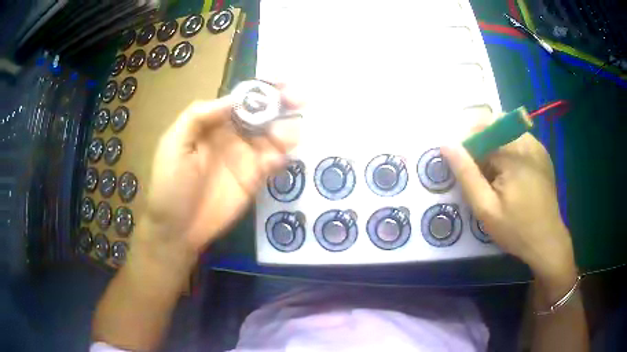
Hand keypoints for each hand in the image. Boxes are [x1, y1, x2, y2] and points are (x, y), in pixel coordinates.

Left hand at [140, 86, 301, 254]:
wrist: (177, 228)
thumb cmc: (170, 183)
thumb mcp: (175, 143)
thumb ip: (200, 116)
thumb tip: (234, 98)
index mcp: (213, 122)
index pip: (242, 99)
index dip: (262, 88)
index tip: (283, 81)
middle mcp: (233, 135)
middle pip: (263, 113)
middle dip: (283, 104)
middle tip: (301, 100)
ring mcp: (246, 157)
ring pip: (274, 136)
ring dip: (287, 129)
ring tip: (290, 134)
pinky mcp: (255, 179)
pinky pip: (274, 161)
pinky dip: (281, 156)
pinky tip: (278, 158)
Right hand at [441, 122, 575, 284]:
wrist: (547, 242)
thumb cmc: (516, 229)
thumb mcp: (485, 208)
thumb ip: (466, 174)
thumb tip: (446, 145)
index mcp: (514, 153)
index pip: (481, 130)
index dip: (466, 144)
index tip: (461, 166)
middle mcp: (527, 141)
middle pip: (494, 126)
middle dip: (480, 144)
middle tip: (477, 173)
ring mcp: (537, 147)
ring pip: (506, 131)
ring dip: (493, 146)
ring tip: (492, 176)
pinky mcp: (542, 155)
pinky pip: (518, 140)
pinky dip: (507, 150)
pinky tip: (507, 175)